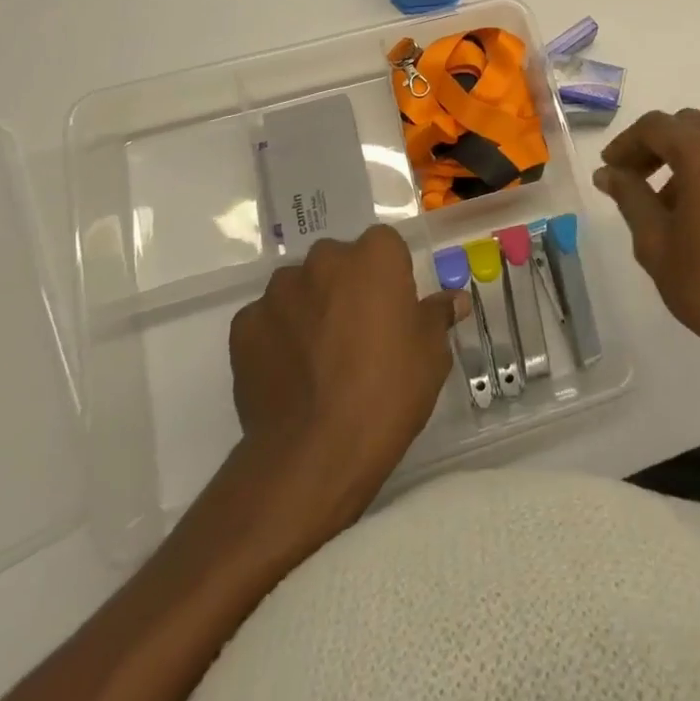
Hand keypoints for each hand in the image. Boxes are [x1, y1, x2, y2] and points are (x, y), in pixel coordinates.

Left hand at [229, 226, 466, 520]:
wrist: (313, 454)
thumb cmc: (387, 394)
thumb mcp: (431, 355)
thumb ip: (437, 316)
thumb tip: (455, 300)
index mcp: (374, 256)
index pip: (385, 246)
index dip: (390, 276)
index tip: (393, 310)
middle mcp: (324, 260)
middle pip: (338, 262)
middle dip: (346, 287)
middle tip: (357, 334)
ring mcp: (279, 291)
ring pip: (299, 288)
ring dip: (309, 308)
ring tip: (318, 358)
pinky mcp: (244, 325)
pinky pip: (267, 320)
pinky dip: (276, 336)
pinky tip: (288, 373)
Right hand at [593, 109, 699, 406]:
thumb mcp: (656, 243)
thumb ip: (629, 197)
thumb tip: (608, 172)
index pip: (656, 127)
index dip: (627, 143)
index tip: (610, 169)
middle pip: (688, 126)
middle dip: (656, 147)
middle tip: (634, 180)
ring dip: (686, 158)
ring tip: (670, 204)